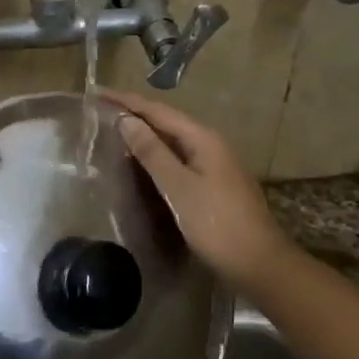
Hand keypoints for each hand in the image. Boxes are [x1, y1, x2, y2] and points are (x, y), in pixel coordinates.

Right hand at [104, 91, 294, 295]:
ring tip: (114, 135)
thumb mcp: (179, 187)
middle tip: (102, 113)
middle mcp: (211, 146)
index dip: (128, 101)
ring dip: (145, 137)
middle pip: (167, 123)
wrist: (259, 265)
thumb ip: (152, 152)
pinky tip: (142, 167)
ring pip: (173, 144)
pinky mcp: (213, 187)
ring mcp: (215, 167)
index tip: (99, 94)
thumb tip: (126, 120)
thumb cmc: (217, 223)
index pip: (158, 111)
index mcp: (203, 139)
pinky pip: (179, 162)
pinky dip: (157, 159)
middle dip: (136, 116)